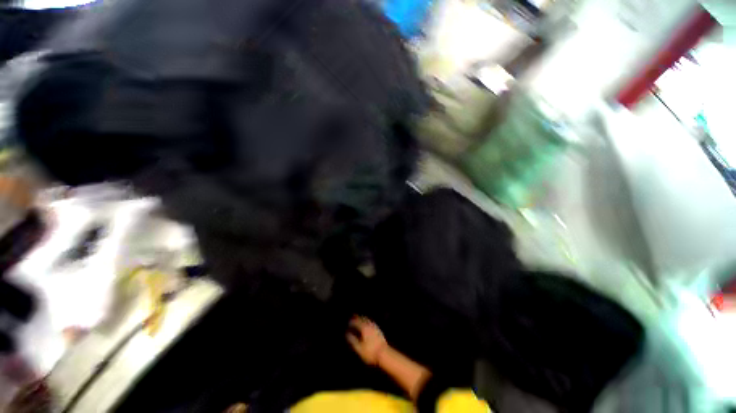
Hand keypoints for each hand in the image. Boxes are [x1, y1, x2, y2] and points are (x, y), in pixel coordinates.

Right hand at [346, 316, 387, 365]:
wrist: (384, 353)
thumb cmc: (370, 352)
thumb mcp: (359, 348)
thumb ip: (352, 340)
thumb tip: (347, 334)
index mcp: (364, 327)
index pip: (356, 321)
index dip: (351, 321)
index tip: (348, 322)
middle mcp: (369, 324)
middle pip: (362, 318)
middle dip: (357, 318)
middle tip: (353, 318)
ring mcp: (375, 326)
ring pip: (367, 319)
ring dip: (362, 318)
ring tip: (359, 319)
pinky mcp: (378, 329)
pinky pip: (371, 322)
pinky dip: (367, 321)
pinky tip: (367, 324)